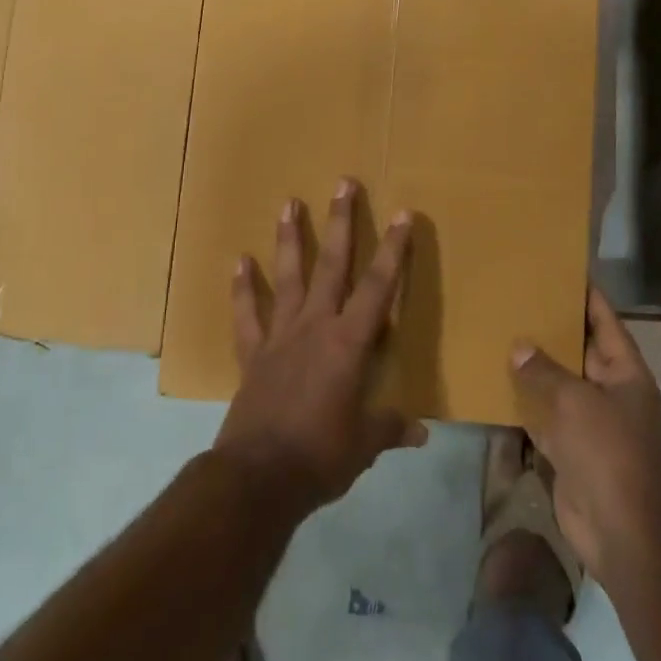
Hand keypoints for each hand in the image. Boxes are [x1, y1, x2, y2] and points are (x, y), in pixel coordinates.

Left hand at [213, 179, 428, 515]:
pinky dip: (242, 289)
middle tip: (343, 183)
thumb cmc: (321, 456)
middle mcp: (315, 326)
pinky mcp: (253, 353)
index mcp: (349, 343)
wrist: (259, 477)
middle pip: (332, 264)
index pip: (378, 287)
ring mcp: (280, 335)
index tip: (403, 214)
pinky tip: (239, 262)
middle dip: (341, 222)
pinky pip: (247, 315)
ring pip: (288, 276)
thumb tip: (421, 433)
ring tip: (289, 202)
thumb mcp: (365, 445)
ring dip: (290, 238)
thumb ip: (391, 429)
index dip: (393, 250)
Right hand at [510, 287, 660, 584]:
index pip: (605, 321)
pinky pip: (545, 417)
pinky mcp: (571, 451)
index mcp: (625, 374)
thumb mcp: (575, 401)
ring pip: (559, 384)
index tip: (561, 269)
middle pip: (579, 351)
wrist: (622, 533)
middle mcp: (611, 393)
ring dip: (535, 367)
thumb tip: (519, 347)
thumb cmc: (608, 453)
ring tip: (502, 334)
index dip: (586, 295)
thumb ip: (544, 371)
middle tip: (517, 298)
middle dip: (551, 329)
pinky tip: (497, 385)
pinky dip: (525, 404)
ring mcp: (591, 424)